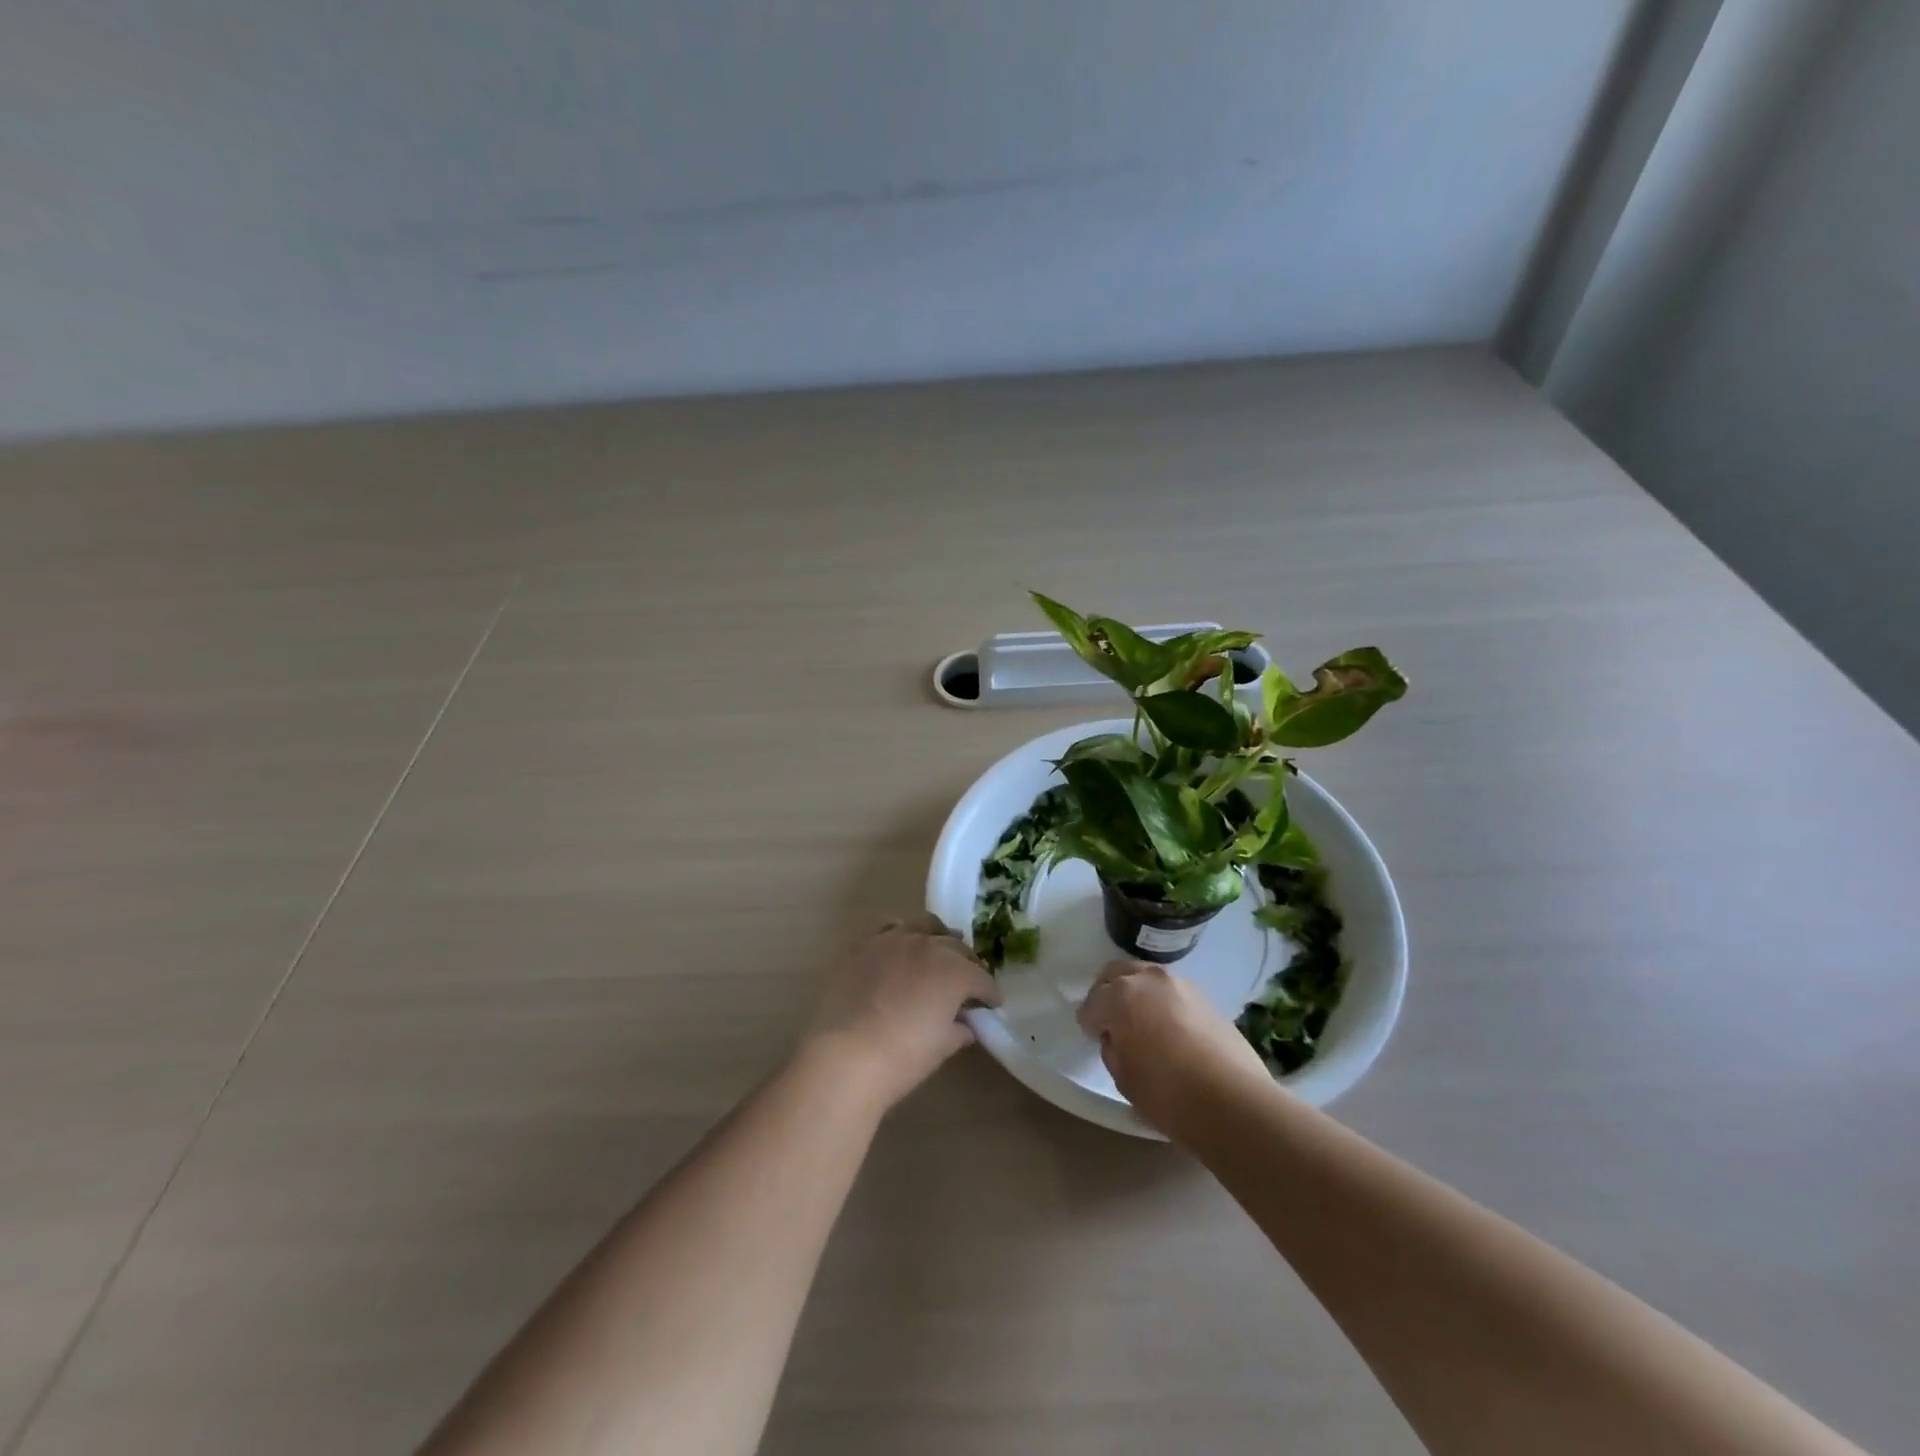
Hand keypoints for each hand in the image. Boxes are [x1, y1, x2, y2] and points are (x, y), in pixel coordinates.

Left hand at [801, 915, 1001, 1110]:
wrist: (845, 1054)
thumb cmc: (903, 1057)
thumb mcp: (943, 1047)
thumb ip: (960, 1028)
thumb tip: (965, 1023)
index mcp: (956, 970)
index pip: (982, 978)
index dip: (989, 994)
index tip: (991, 1005)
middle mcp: (929, 945)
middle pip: (957, 948)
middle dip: (967, 965)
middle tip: (967, 985)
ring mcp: (895, 939)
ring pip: (926, 927)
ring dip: (938, 940)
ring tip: (938, 956)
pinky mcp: (865, 943)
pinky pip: (891, 929)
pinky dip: (903, 936)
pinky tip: (901, 950)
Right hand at [1078, 960, 1270, 1136]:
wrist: (1233, 1101)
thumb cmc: (1167, 1094)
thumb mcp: (1123, 1078)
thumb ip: (1113, 1048)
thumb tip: (1118, 1038)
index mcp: (1120, 996)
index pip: (1092, 1003)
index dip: (1089, 1022)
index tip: (1093, 1038)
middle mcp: (1148, 979)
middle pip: (1116, 974)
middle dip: (1107, 993)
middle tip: (1110, 1021)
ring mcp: (1180, 984)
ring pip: (1146, 977)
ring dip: (1137, 993)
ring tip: (1141, 1023)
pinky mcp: (1205, 997)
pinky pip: (1172, 992)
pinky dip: (1162, 1002)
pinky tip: (1169, 1029)